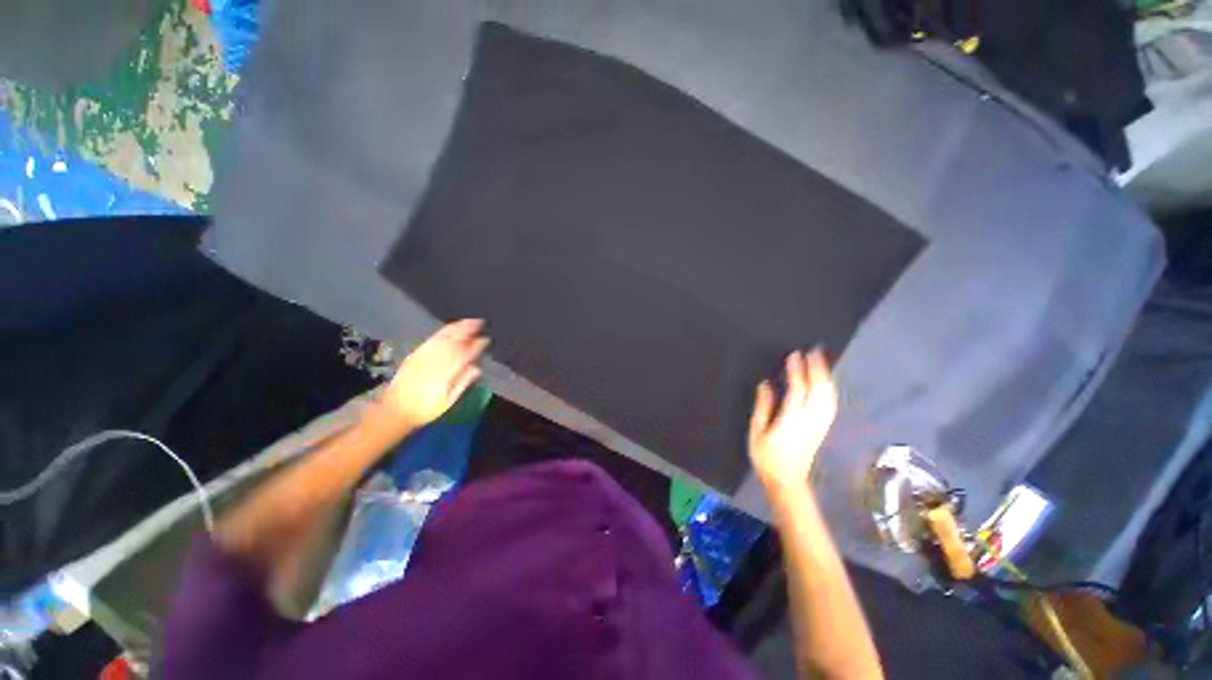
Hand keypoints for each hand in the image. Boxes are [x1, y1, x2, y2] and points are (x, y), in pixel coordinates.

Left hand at [379, 319, 488, 430]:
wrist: (395, 410)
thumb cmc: (426, 409)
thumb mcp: (448, 401)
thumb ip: (463, 383)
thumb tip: (476, 368)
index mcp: (446, 373)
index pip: (465, 354)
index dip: (476, 346)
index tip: (486, 339)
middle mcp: (435, 361)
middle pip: (454, 342)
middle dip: (467, 331)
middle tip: (479, 322)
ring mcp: (423, 356)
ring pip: (443, 338)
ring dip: (457, 328)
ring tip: (468, 321)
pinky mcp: (415, 355)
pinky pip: (432, 339)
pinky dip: (443, 332)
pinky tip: (450, 328)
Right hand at [748, 350, 837, 491]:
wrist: (787, 481)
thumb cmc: (766, 456)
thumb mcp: (757, 431)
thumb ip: (763, 406)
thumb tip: (765, 384)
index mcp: (792, 418)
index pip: (798, 389)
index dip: (797, 370)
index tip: (795, 354)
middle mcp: (810, 419)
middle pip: (819, 390)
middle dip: (818, 369)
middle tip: (814, 351)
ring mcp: (819, 424)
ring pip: (828, 396)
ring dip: (826, 377)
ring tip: (821, 362)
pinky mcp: (823, 428)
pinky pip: (830, 404)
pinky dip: (829, 390)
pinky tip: (826, 384)